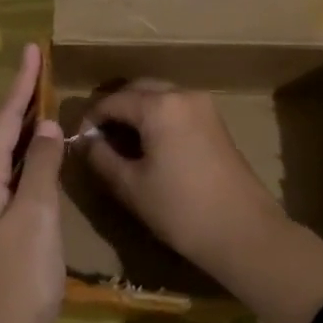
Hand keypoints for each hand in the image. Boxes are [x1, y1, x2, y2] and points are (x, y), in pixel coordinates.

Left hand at [0, 43, 64, 322]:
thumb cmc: (18, 275)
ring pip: (2, 155)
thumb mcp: (37, 215)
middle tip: (40, 71)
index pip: (3, 119)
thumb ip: (42, 167)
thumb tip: (47, 128)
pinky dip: (25, 157)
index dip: (20, 85)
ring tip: (42, 103)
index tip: (32, 50)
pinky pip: (7, 175)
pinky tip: (40, 158)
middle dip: (19, 101)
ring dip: (22, 128)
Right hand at [84, 79, 322, 322]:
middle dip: (114, 110)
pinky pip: (177, 109)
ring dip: (136, 113)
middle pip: (138, 90)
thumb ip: (101, 157)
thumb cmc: (180, 209)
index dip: (90, 119)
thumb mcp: (130, 186)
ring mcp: (204, 107)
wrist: (243, 232)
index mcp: (159, 106)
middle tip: (97, 139)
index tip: (79, 141)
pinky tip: (148, 147)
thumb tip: (87, 142)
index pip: (112, 101)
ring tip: (121, 144)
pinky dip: (157, 119)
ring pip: (159, 97)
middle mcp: (183, 95)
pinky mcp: (216, 123)